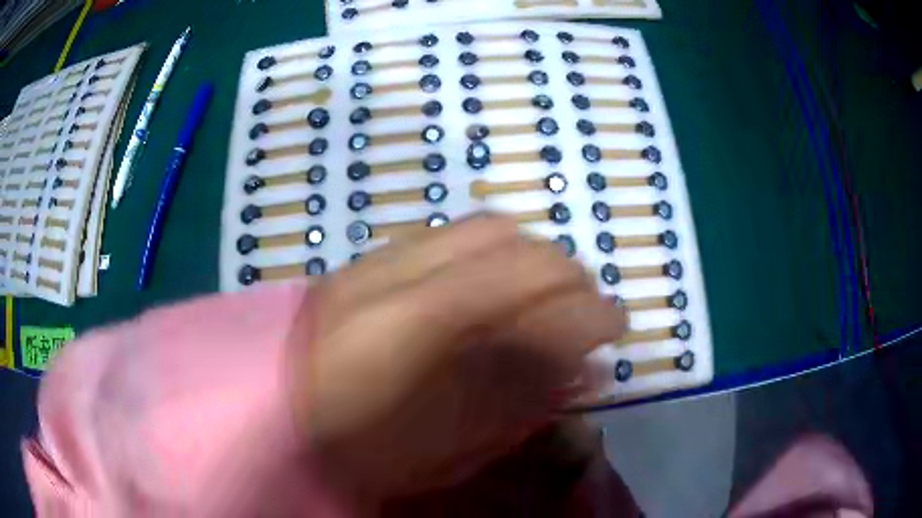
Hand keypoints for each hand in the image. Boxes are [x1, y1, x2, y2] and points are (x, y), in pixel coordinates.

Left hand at [286, 214, 627, 507]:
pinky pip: (449, 235)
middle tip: (582, 311)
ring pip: (481, 227)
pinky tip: (494, 288)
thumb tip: (584, 371)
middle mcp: (395, 276)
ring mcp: (376, 259)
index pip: (525, 288)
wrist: (272, 414)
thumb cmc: (357, 450)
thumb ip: (516, 404)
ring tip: (543, 298)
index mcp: (411, 332)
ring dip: (529, 257)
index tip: (615, 324)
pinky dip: (491, 253)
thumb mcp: (442, 449)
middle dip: (563, 272)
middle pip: (507, 240)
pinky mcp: (366, 259)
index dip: (585, 306)